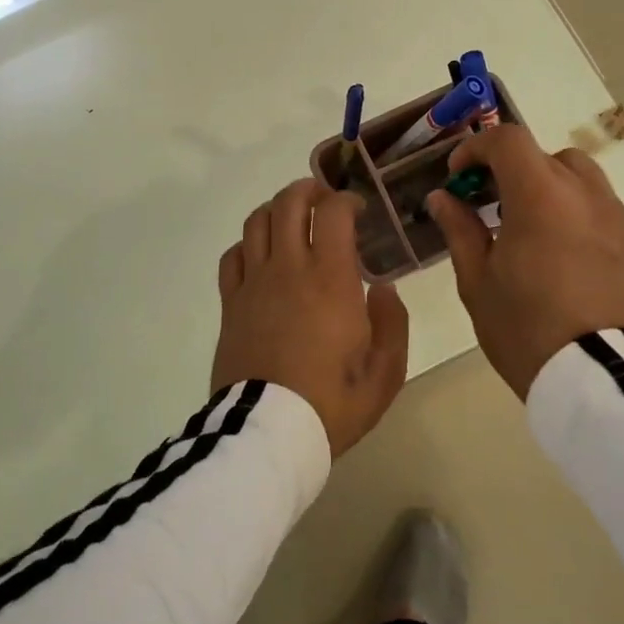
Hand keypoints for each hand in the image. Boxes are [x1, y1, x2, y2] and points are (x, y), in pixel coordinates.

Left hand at [213, 179, 409, 456]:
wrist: (268, 434)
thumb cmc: (331, 404)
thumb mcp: (385, 373)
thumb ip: (393, 323)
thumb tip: (384, 288)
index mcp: (331, 279)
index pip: (333, 212)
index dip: (347, 200)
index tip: (359, 212)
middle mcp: (289, 269)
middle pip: (288, 203)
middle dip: (308, 189)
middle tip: (324, 200)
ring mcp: (254, 283)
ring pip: (257, 221)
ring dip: (276, 208)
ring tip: (292, 218)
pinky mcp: (230, 303)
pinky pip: (233, 256)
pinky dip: (248, 243)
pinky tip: (261, 255)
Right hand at [425, 126, 623, 400]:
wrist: (601, 382)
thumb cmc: (526, 328)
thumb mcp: (478, 281)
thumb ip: (460, 229)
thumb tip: (443, 198)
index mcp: (540, 197)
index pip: (508, 140)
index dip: (477, 149)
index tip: (460, 177)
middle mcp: (586, 195)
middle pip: (546, 157)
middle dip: (514, 171)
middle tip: (492, 206)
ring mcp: (619, 220)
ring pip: (582, 180)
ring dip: (551, 190)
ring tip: (533, 233)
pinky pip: (604, 214)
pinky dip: (579, 218)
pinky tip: (567, 260)